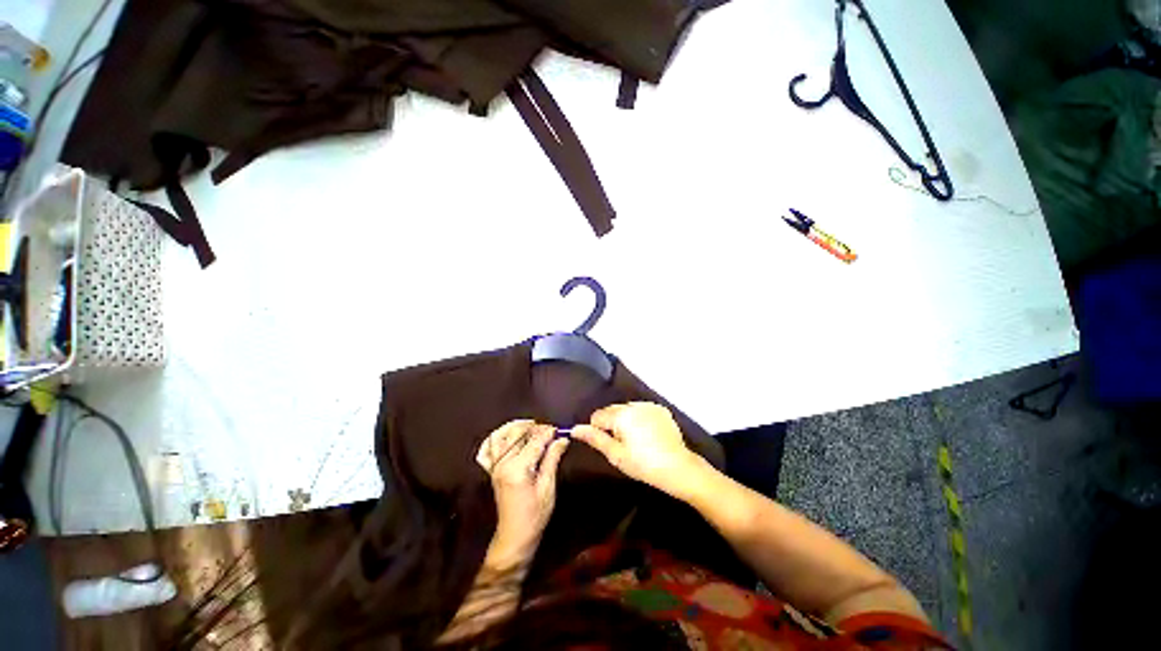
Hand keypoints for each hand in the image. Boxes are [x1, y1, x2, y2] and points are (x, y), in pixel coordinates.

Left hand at [476, 420, 569, 561]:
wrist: (514, 536)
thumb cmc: (535, 515)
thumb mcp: (548, 487)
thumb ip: (552, 459)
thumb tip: (562, 439)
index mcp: (517, 469)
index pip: (535, 441)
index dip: (548, 433)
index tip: (560, 430)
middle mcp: (503, 463)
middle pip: (517, 434)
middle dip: (535, 428)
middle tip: (549, 431)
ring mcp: (494, 466)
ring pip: (502, 435)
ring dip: (517, 428)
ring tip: (532, 428)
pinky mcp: (492, 470)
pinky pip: (488, 448)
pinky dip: (497, 438)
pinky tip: (510, 436)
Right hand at [572, 402, 706, 498]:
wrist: (678, 467)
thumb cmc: (643, 464)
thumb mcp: (616, 455)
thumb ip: (595, 438)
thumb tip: (575, 428)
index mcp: (620, 415)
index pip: (597, 416)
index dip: (598, 431)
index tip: (609, 445)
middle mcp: (633, 405)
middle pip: (612, 410)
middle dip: (612, 424)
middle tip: (622, 445)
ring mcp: (648, 405)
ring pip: (627, 409)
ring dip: (626, 420)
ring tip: (637, 441)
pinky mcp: (660, 409)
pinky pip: (642, 410)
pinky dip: (640, 418)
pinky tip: (648, 435)